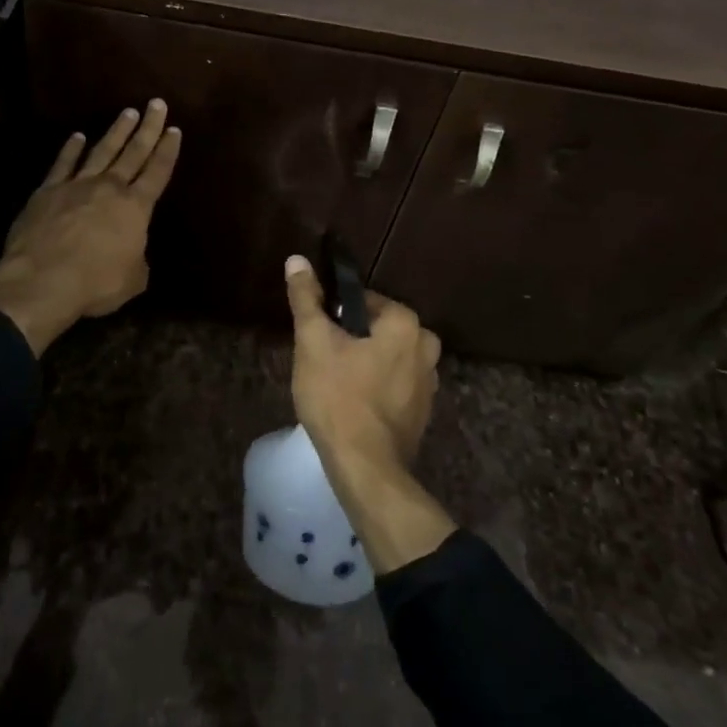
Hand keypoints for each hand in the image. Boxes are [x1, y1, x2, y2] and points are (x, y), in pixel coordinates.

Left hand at [0, 102, 180, 354]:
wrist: (42, 280)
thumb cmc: (95, 283)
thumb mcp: (132, 280)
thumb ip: (138, 261)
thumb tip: (134, 254)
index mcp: (135, 208)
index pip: (157, 172)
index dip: (168, 151)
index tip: (174, 130)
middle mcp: (109, 188)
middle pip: (133, 152)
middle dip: (148, 128)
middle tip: (156, 104)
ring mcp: (76, 186)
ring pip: (101, 151)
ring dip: (116, 131)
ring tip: (127, 112)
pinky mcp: (47, 191)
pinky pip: (63, 164)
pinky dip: (71, 149)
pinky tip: (78, 136)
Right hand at [284, 256, 441, 470]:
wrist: (365, 467)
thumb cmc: (337, 397)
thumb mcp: (313, 342)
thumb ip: (306, 298)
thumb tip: (297, 259)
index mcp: (406, 322)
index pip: (363, 300)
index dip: (334, 314)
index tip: (317, 335)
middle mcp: (427, 346)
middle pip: (376, 328)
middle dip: (350, 339)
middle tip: (322, 361)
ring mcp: (430, 381)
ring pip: (385, 356)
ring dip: (363, 363)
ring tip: (334, 384)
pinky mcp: (423, 410)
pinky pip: (394, 383)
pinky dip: (375, 386)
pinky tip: (352, 404)